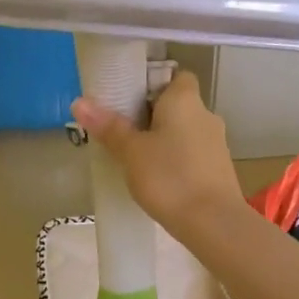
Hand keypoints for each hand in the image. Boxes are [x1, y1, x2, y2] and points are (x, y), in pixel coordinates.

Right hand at [72, 70, 245, 232]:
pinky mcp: (219, 168)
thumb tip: (79, 101)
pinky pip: (192, 153)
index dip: (153, 83)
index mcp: (185, 100)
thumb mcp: (131, 152)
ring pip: (184, 130)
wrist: (213, 223)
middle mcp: (206, 114)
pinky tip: (158, 178)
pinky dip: (176, 159)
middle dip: (152, 115)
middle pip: (176, 104)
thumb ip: (108, 126)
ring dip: (164, 139)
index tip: (130, 100)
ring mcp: (217, 142)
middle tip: (123, 130)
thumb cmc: (169, 177)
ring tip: (136, 157)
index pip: (175, 75)